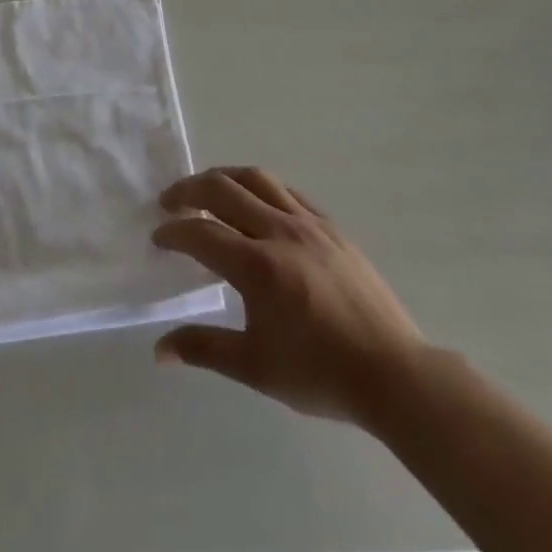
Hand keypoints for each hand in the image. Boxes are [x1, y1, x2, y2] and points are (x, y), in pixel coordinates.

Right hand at [151, 167, 427, 434]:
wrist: (393, 374)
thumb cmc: (320, 373)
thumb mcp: (256, 367)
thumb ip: (204, 349)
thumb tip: (160, 349)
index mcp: (257, 266)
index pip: (200, 233)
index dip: (173, 232)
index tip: (158, 238)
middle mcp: (278, 231)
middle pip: (223, 189)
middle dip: (188, 190)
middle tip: (169, 203)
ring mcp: (308, 223)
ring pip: (256, 178)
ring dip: (223, 178)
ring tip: (207, 190)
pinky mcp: (331, 226)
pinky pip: (287, 191)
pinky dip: (261, 188)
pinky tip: (256, 203)